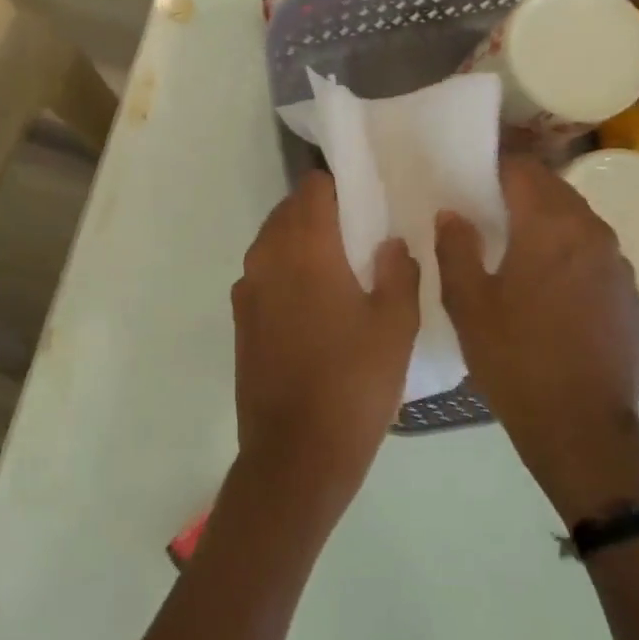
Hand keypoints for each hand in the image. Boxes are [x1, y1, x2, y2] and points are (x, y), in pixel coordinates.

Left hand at [230, 171, 418, 528]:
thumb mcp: (396, 326)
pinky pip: (263, 275)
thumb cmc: (354, 384)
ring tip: (341, 269)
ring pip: (272, 243)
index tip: (368, 203)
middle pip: (289, 213)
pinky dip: (286, 272)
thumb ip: (398, 272)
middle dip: (321, 213)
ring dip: (301, 243)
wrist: (296, 451)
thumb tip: (389, 243)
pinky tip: (315, 303)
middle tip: (360, 235)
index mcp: (304, 249)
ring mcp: (246, 290)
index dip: (341, 188)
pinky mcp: (240, 320)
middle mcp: (265, 258)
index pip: (313, 189)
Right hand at [434, 156, 638, 525]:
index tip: (467, 172)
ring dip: (543, 219)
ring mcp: (617, 264)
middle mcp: (592, 233)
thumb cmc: (515, 359)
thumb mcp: (468, 304)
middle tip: (481, 206)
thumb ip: (456, 249)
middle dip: (518, 189)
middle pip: (554, 189)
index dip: (494, 164)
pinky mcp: (628, 293)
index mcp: (551, 227)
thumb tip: (452, 214)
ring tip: (508, 241)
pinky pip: (591, 251)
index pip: (524, 169)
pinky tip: (542, 280)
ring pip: (575, 220)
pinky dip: (564, 249)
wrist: (581, 424)